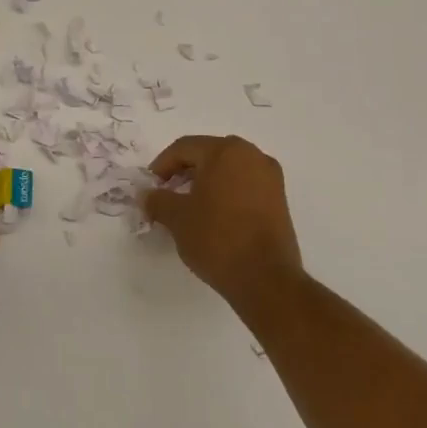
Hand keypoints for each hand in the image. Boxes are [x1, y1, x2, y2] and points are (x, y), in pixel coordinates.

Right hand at [144, 135, 304, 308]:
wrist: (266, 279)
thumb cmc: (217, 238)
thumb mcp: (177, 218)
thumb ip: (157, 200)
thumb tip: (146, 194)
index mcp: (225, 151)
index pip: (184, 148)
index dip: (162, 165)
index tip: (151, 186)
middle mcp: (251, 155)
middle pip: (208, 154)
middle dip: (184, 171)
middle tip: (167, 193)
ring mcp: (270, 178)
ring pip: (228, 169)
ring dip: (205, 182)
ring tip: (189, 206)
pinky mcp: (280, 200)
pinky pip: (244, 185)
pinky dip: (225, 193)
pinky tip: (213, 215)